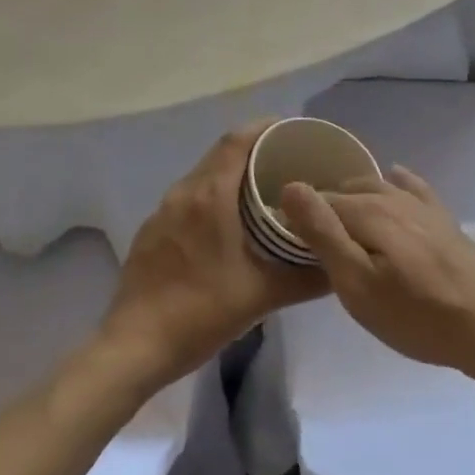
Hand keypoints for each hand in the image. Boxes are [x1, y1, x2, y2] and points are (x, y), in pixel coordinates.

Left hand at [98, 121, 325, 387]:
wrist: (134, 346)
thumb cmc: (201, 312)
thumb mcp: (262, 295)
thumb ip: (307, 278)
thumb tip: (340, 265)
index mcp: (210, 196)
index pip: (238, 140)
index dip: (265, 128)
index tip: (293, 131)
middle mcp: (184, 193)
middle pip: (221, 154)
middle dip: (254, 150)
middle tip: (288, 162)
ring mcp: (163, 212)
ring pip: (203, 177)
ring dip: (232, 175)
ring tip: (263, 191)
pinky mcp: (152, 232)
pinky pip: (188, 199)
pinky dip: (212, 197)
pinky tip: (227, 225)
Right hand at [280, 167, 474, 380]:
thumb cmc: (416, 314)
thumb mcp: (357, 284)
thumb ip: (323, 234)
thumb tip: (291, 187)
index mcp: (367, 210)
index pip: (319, 201)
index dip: (298, 217)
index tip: (285, 239)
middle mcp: (392, 196)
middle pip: (347, 191)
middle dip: (325, 204)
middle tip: (309, 236)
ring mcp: (421, 205)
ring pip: (376, 185)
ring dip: (354, 194)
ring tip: (339, 214)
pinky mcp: (442, 218)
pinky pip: (412, 185)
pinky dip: (396, 180)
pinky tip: (393, 177)